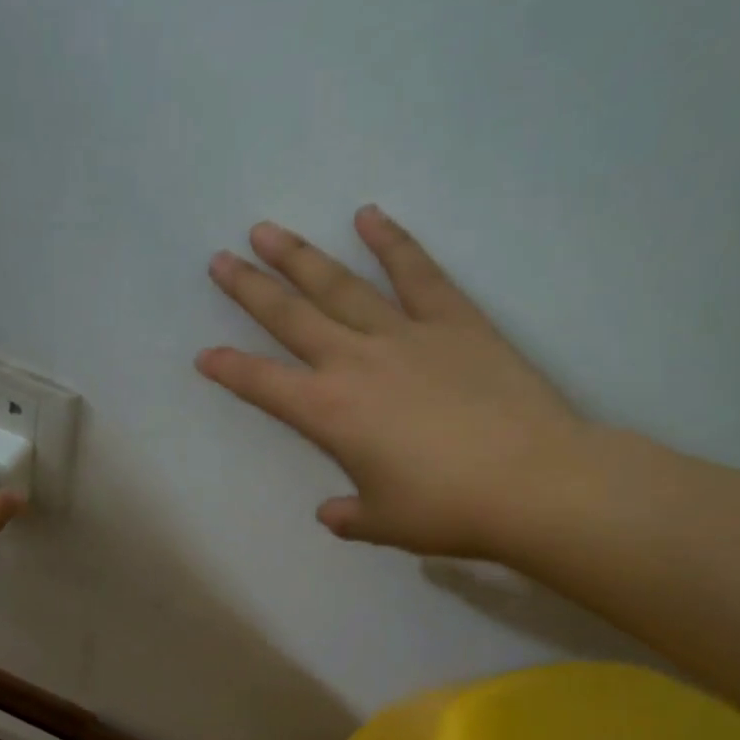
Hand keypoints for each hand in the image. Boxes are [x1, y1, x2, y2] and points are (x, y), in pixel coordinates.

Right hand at [198, 205, 589, 558]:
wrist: (534, 481)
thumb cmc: (447, 509)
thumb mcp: (384, 523)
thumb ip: (348, 514)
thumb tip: (332, 512)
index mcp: (329, 413)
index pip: (263, 384)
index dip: (229, 369)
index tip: (205, 354)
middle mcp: (356, 362)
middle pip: (291, 318)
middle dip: (250, 289)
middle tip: (221, 260)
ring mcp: (405, 334)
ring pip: (341, 285)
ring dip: (301, 257)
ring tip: (268, 231)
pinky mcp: (455, 320)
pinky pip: (417, 272)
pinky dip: (391, 242)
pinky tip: (368, 215)